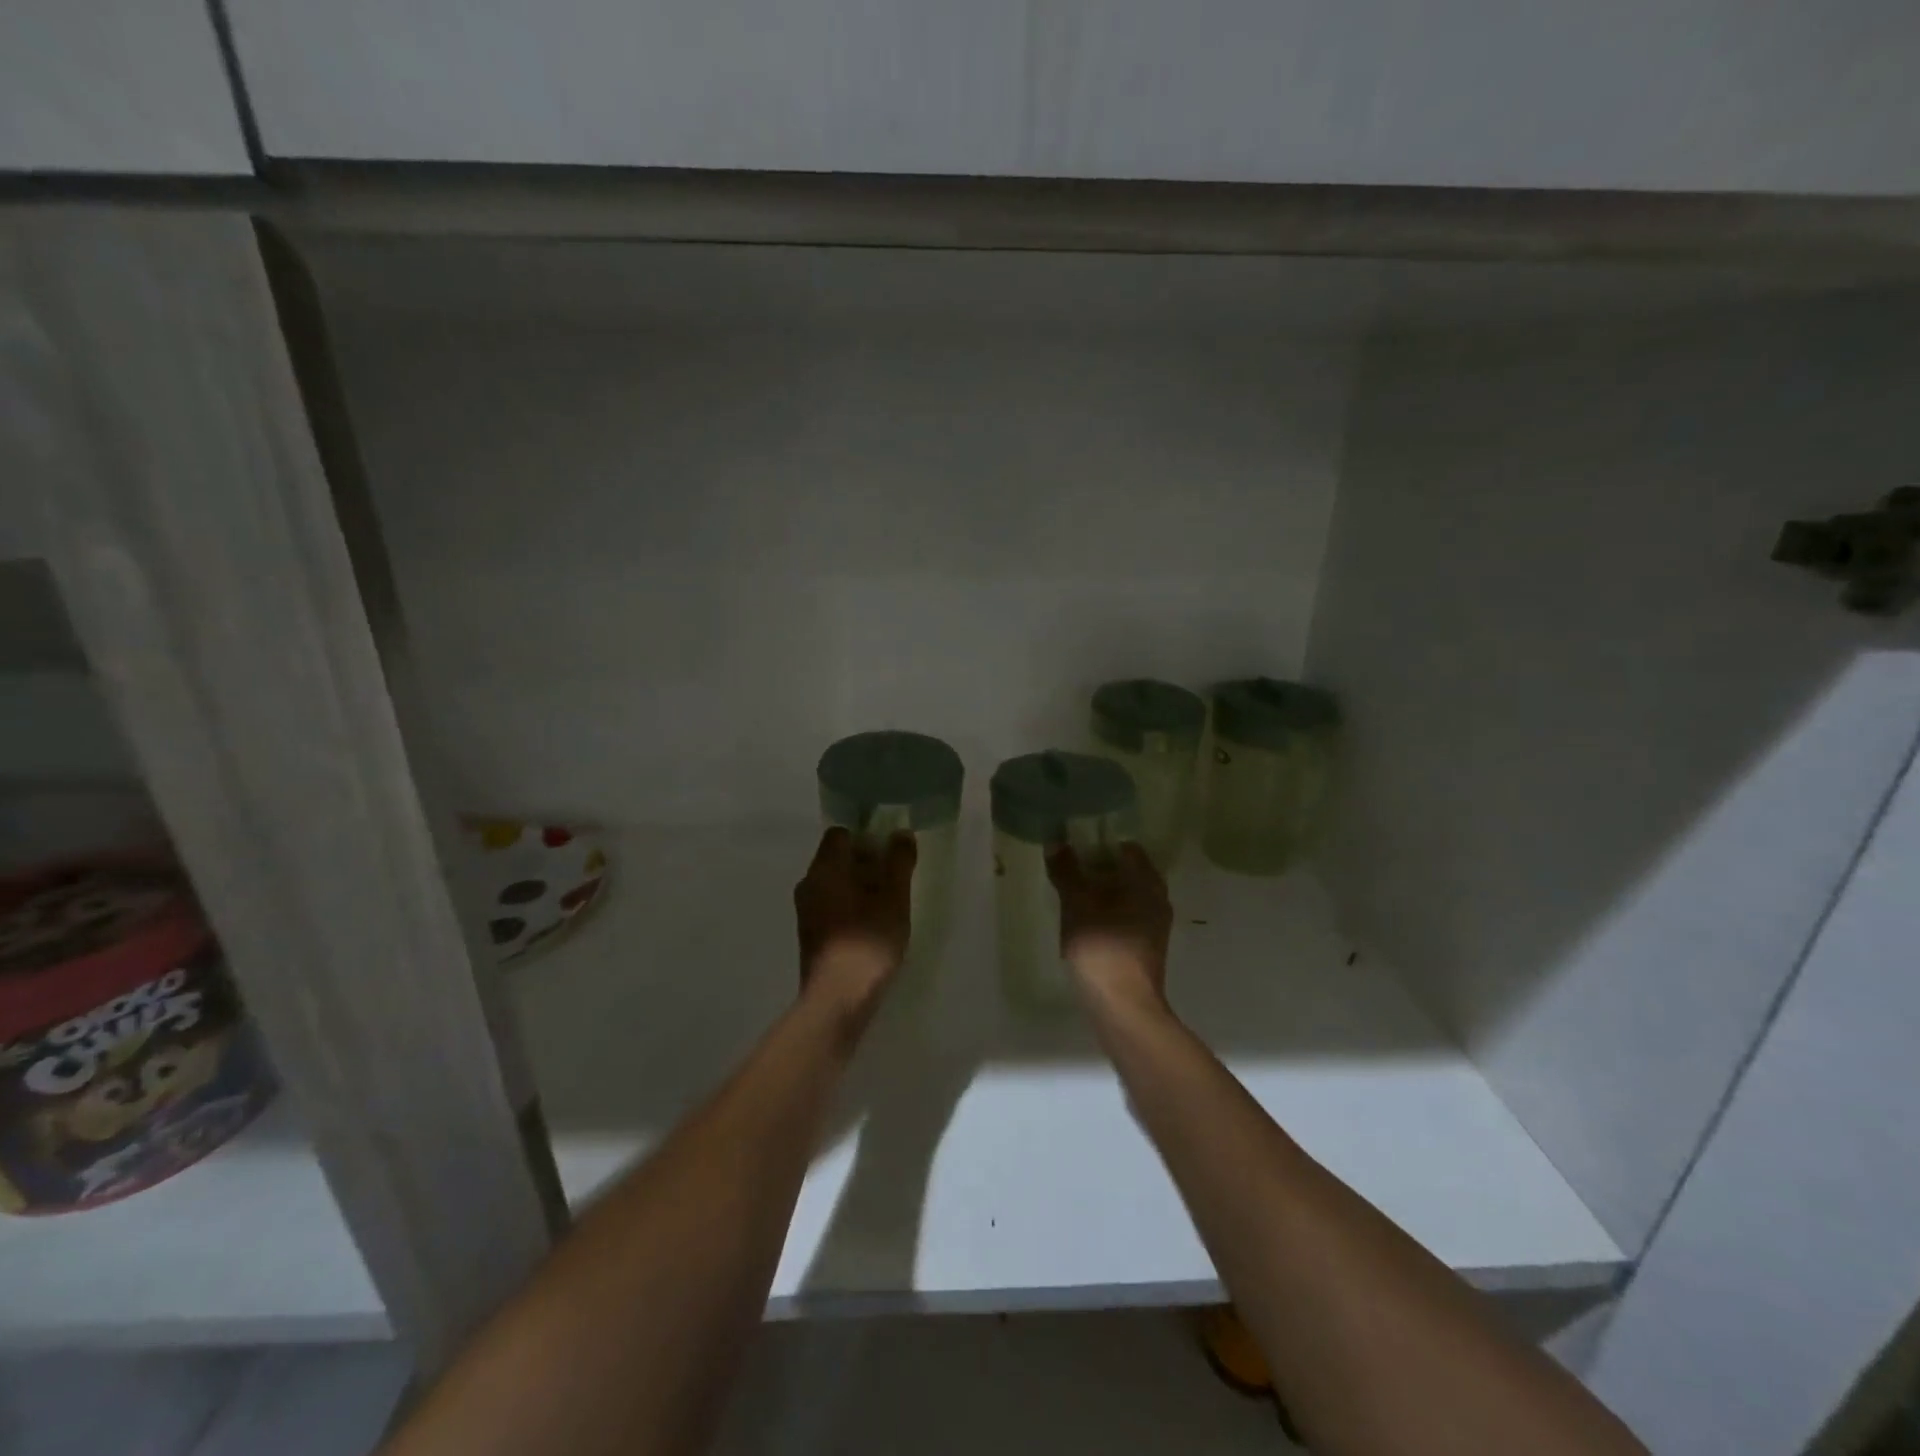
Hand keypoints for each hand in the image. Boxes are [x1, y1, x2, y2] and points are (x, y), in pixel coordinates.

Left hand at [794, 827, 915, 1021]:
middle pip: (837, 859)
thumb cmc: (868, 942)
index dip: (866, 837)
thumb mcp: (894, 899)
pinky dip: (850, 907)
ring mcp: (805, 911)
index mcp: (825, 869)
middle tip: (895, 880)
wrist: (837, 1000)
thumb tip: (901, 833)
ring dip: (860, 887)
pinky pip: (830, 906)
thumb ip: (899, 863)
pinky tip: (872, 926)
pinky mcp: (809, 934)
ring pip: (834, 884)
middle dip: (866, 863)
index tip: (890, 853)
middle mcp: (809, 884)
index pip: (840, 834)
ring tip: (888, 904)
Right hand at [1045, 842, 1172, 1013]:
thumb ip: (1067, 872)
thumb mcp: (1077, 905)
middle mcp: (1157, 900)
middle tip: (1070, 867)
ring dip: (1103, 892)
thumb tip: (1057, 842)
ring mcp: (1154, 927)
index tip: (1076, 844)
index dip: (1102, 842)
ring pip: (1127, 897)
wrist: (1124, 1008)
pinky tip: (1085, 922)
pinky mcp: (1145, 949)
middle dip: (1101, 868)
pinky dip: (1107, 913)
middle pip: (1128, 873)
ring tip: (1073, 893)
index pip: (1128, 848)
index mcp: (1147, 883)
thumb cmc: (1103, 948)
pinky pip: (1125, 918)